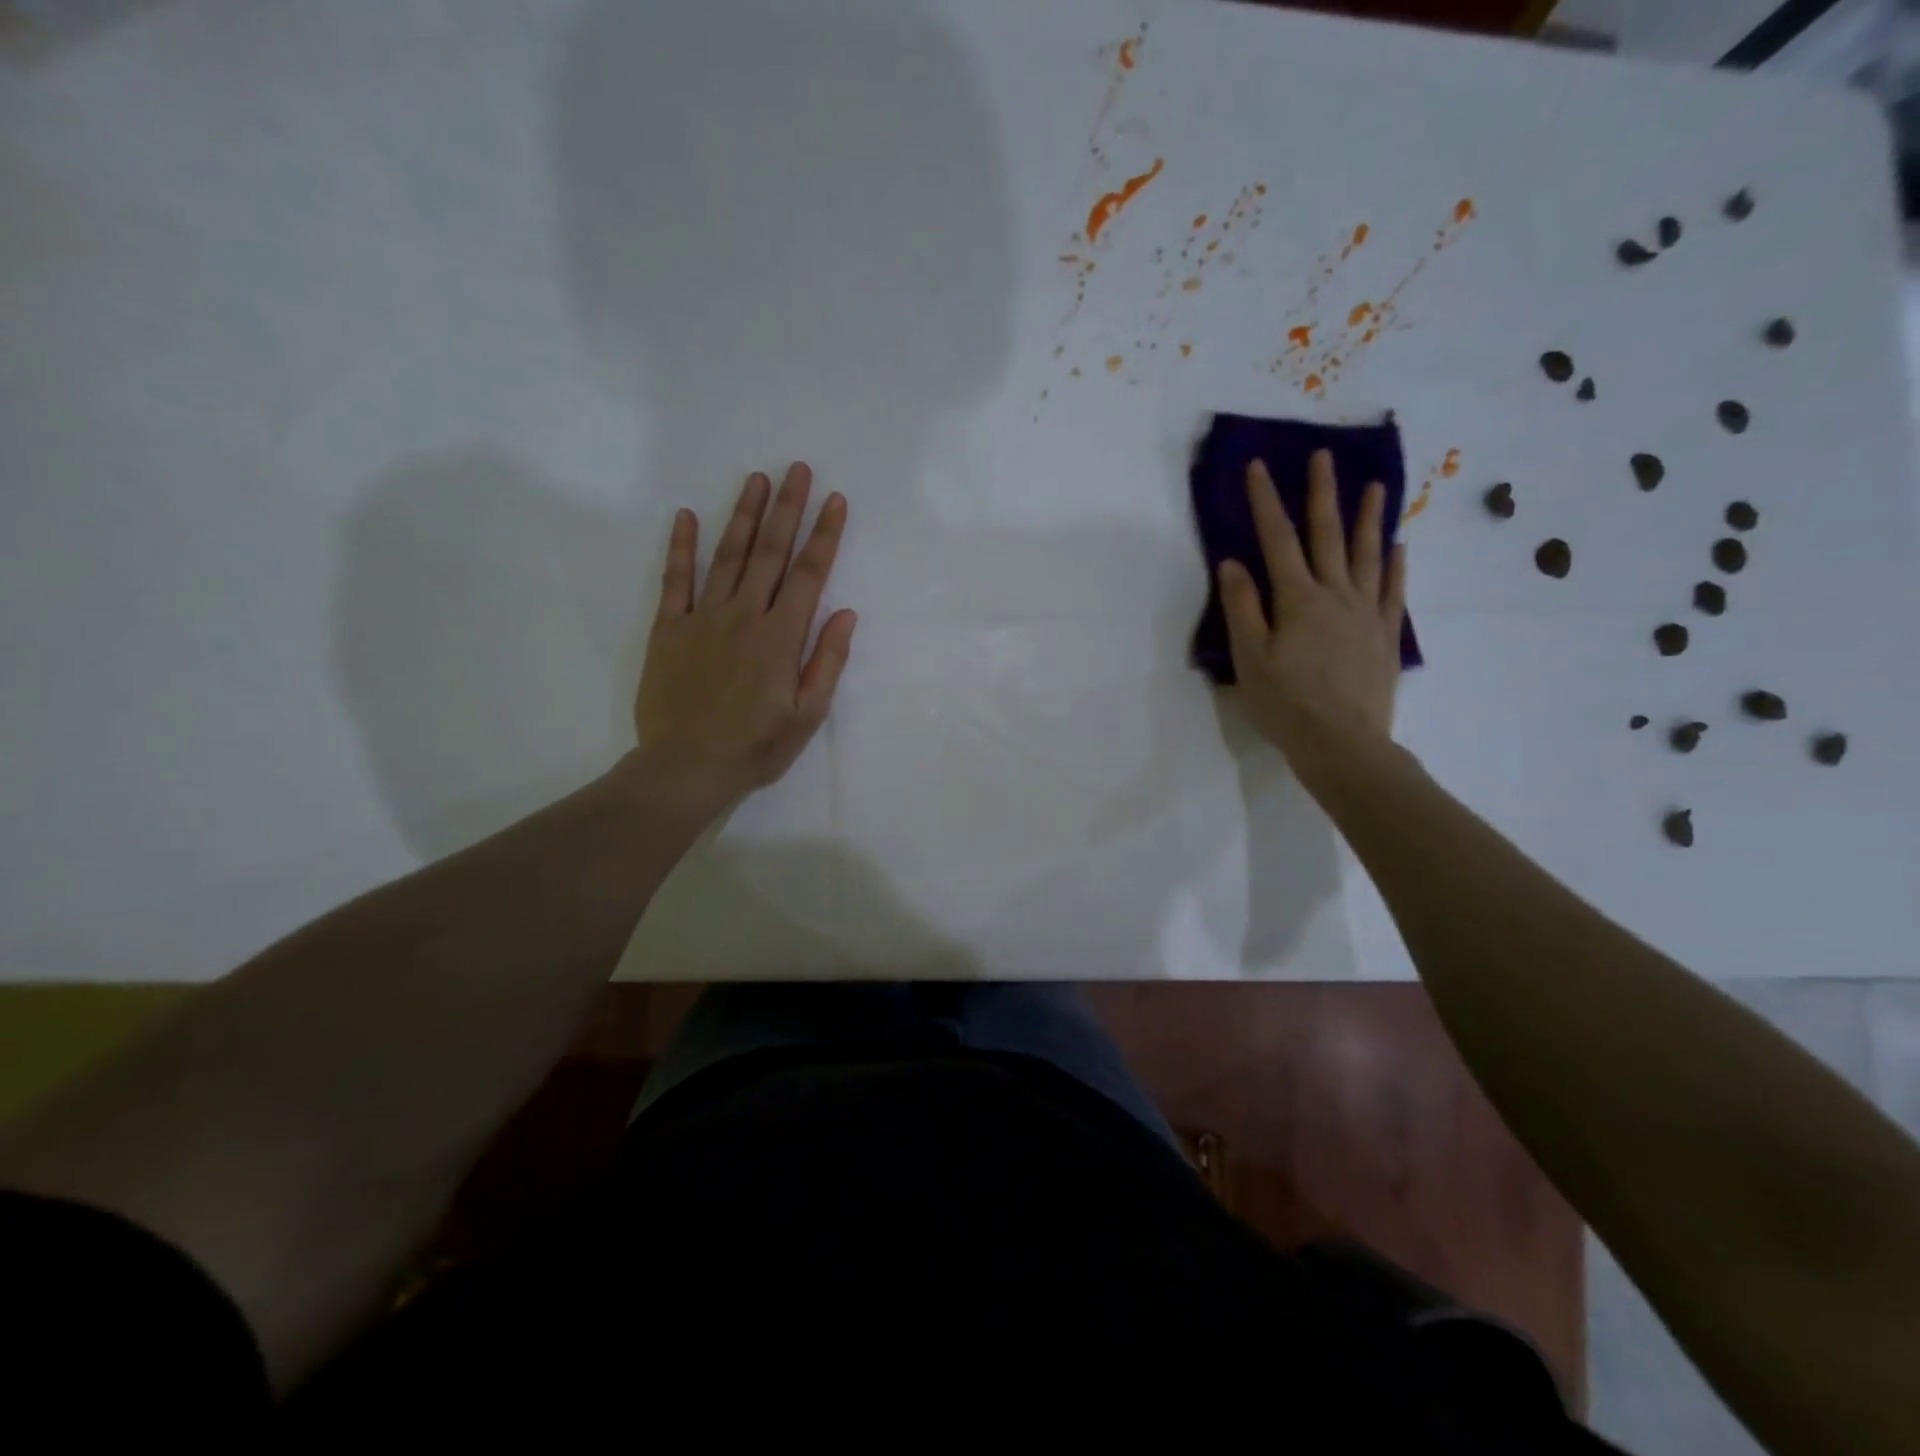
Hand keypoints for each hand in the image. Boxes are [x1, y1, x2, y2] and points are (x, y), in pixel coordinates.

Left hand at [627, 463, 855, 821]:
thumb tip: (845, 613)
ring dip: (744, 516)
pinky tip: (686, 515)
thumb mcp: (807, 714)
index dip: (824, 535)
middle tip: (797, 469)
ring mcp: (703, 618)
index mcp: (781, 637)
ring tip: (757, 479)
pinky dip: (681, 547)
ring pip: (727, 556)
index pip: (809, 575)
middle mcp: (744, 616)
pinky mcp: (669, 628)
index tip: (835, 500)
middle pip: (770, 553)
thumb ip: (826, 661)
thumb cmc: (755, 746)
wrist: (686, 766)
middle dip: (787, 509)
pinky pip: (675, 580)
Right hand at [1219, 450, 1406, 781]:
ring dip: (1369, 519)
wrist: (1343, 744)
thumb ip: (1243, 608)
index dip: (1266, 501)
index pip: (1277, 540)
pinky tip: (1398, 547)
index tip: (1259, 466)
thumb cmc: (1286, 703)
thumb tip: (1234, 563)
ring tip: (1376, 486)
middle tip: (1323, 456)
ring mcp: (1366, 613)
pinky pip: (1392, 591)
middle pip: (1327, 535)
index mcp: (1297, 599)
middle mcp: (1335, 595)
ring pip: (1367, 555)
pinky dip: (1394, 566)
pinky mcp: (1384, 636)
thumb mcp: (1249, 658)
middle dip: (1321, 494)